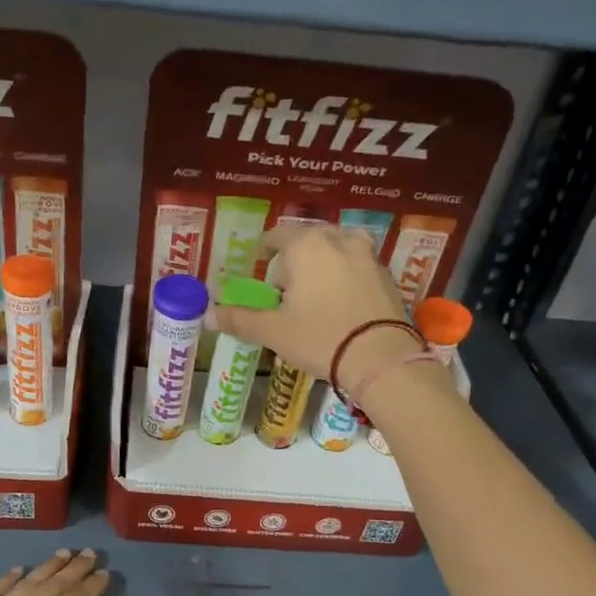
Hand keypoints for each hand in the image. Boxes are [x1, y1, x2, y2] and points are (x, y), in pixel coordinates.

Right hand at [208, 225, 426, 399]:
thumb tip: (208, 315)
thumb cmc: (320, 338)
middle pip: (309, 241)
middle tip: (285, 287)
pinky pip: (358, 267)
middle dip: (295, 259)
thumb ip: (240, 319)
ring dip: (324, 264)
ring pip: (337, 250)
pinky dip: (346, 277)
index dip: (264, 251)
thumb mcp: (273, 332)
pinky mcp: (387, 275)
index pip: (277, 237)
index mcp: (306, 245)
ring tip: (315, 292)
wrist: (381, 358)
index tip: (258, 265)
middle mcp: (338, 239)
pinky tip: (341, 303)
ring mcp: (368, 255)